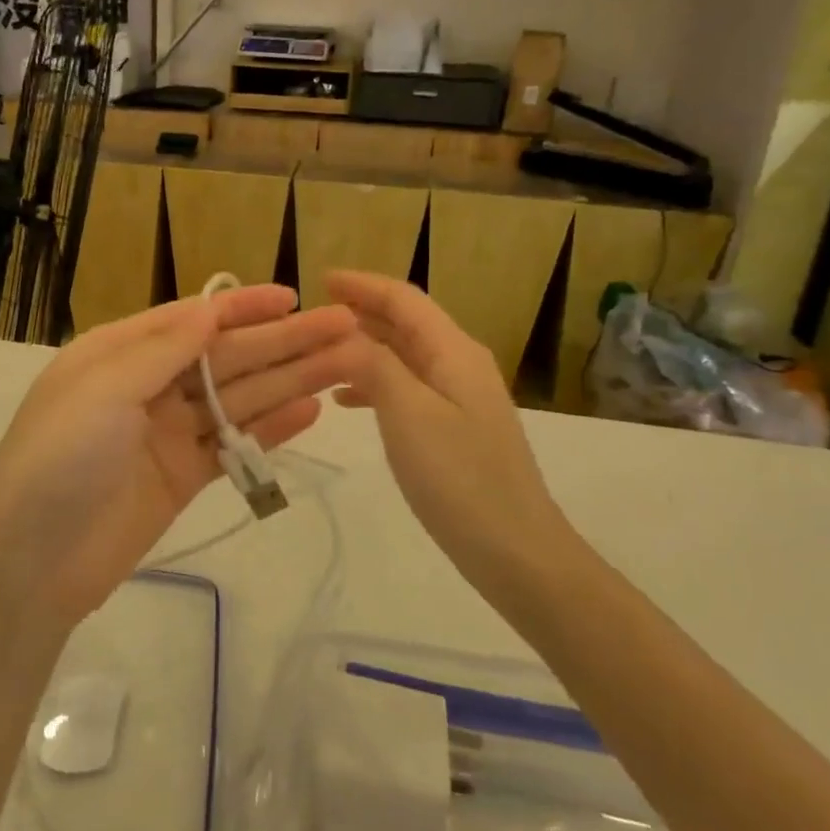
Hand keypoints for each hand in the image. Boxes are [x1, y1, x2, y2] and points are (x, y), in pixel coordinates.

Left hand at [0, 287, 364, 625]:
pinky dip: (270, 429)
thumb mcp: (104, 389)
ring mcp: (166, 434)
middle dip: (282, 342)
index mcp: (119, 354)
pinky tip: (311, 411)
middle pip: (225, 357)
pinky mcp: (182, 478)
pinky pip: (233, 445)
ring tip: (344, 364)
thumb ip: (163, 349)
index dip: (243, 308)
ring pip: (237, 398)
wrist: (28, 565)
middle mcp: (146, 387)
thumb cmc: (58, 459)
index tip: (292, 298)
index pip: (191, 320)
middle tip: (345, 329)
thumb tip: (210, 308)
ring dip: (289, 381)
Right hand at [327, 272, 567, 591]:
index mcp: (453, 351)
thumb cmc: (459, 477)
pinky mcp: (455, 428)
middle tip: (313, 315)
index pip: (404, 299)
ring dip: (364, 348)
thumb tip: (341, 333)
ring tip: (320, 354)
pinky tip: (346, 400)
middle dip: (361, 312)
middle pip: (406, 323)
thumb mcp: (408, 414)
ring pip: (404, 356)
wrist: (516, 551)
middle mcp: (460, 364)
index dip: (362, 285)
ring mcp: (461, 397)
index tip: (320, 279)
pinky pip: (408, 388)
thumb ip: (373, 364)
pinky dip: (375, 383)